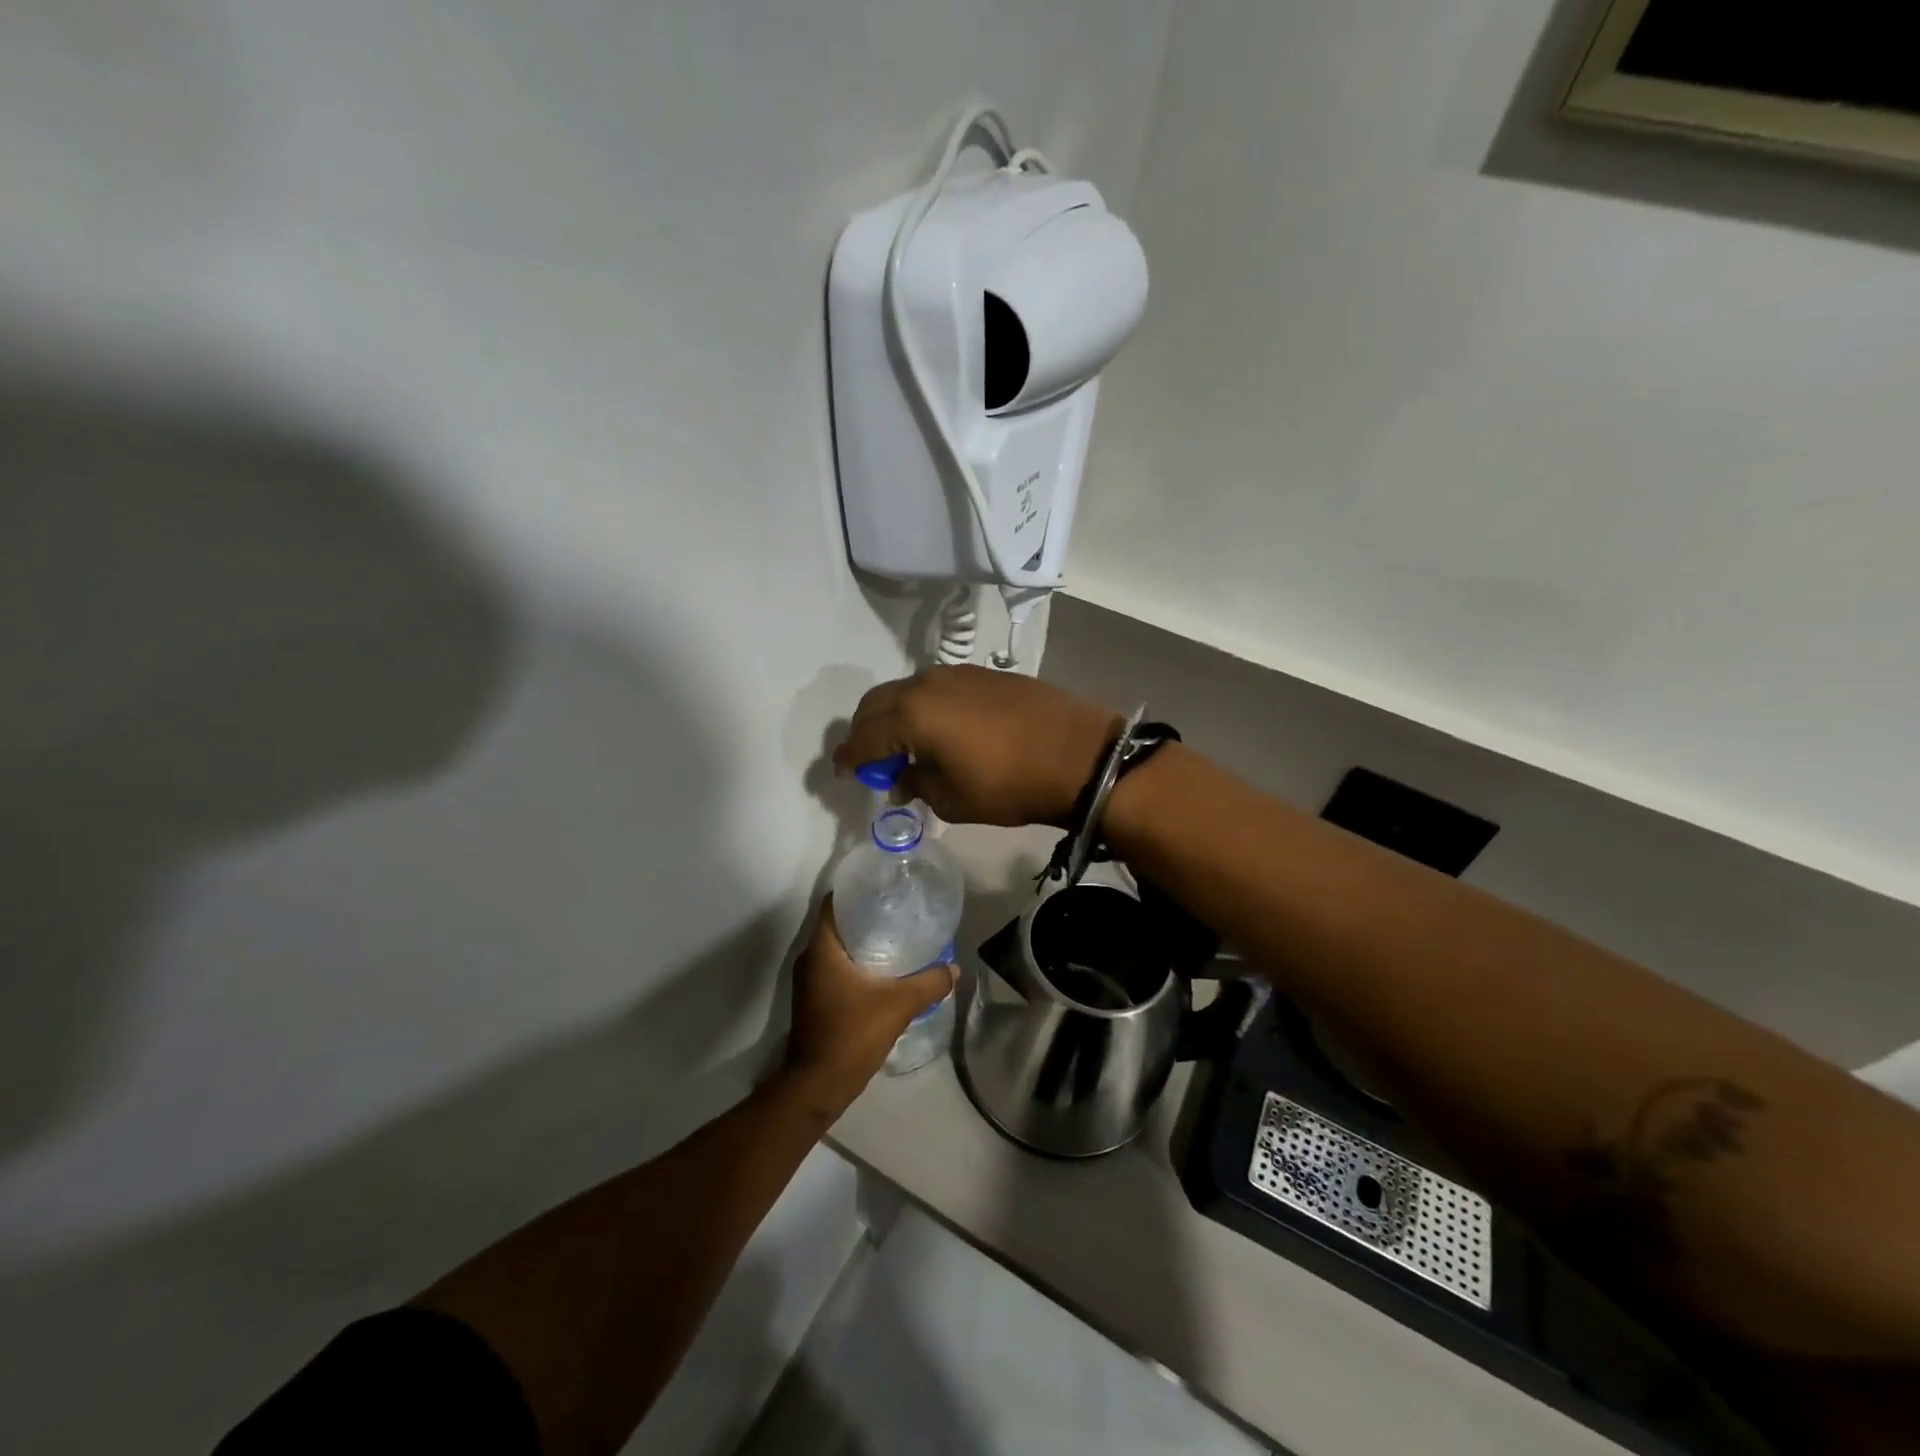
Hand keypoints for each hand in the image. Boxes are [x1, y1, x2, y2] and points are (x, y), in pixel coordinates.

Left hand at [782, 898, 954, 1109]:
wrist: (818, 1085)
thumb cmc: (851, 1035)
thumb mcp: (898, 1005)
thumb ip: (929, 983)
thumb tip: (954, 969)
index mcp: (822, 949)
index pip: (833, 903)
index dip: (856, 890)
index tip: (884, 887)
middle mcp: (810, 959)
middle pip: (837, 924)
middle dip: (866, 915)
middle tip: (899, 910)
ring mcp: (810, 982)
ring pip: (837, 948)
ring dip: (862, 941)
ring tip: (897, 936)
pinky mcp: (815, 1000)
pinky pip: (836, 968)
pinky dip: (857, 963)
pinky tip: (884, 970)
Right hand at [832, 665, 1120, 827]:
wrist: (1079, 754)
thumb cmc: (1009, 784)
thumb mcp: (952, 799)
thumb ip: (916, 784)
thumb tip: (902, 778)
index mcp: (911, 713)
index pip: (864, 736)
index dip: (849, 757)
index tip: (841, 771)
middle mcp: (926, 684)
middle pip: (878, 703)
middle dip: (866, 731)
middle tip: (869, 760)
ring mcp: (958, 674)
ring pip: (908, 691)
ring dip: (896, 717)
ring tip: (904, 746)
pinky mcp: (984, 674)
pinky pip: (937, 689)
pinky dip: (924, 708)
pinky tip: (939, 731)